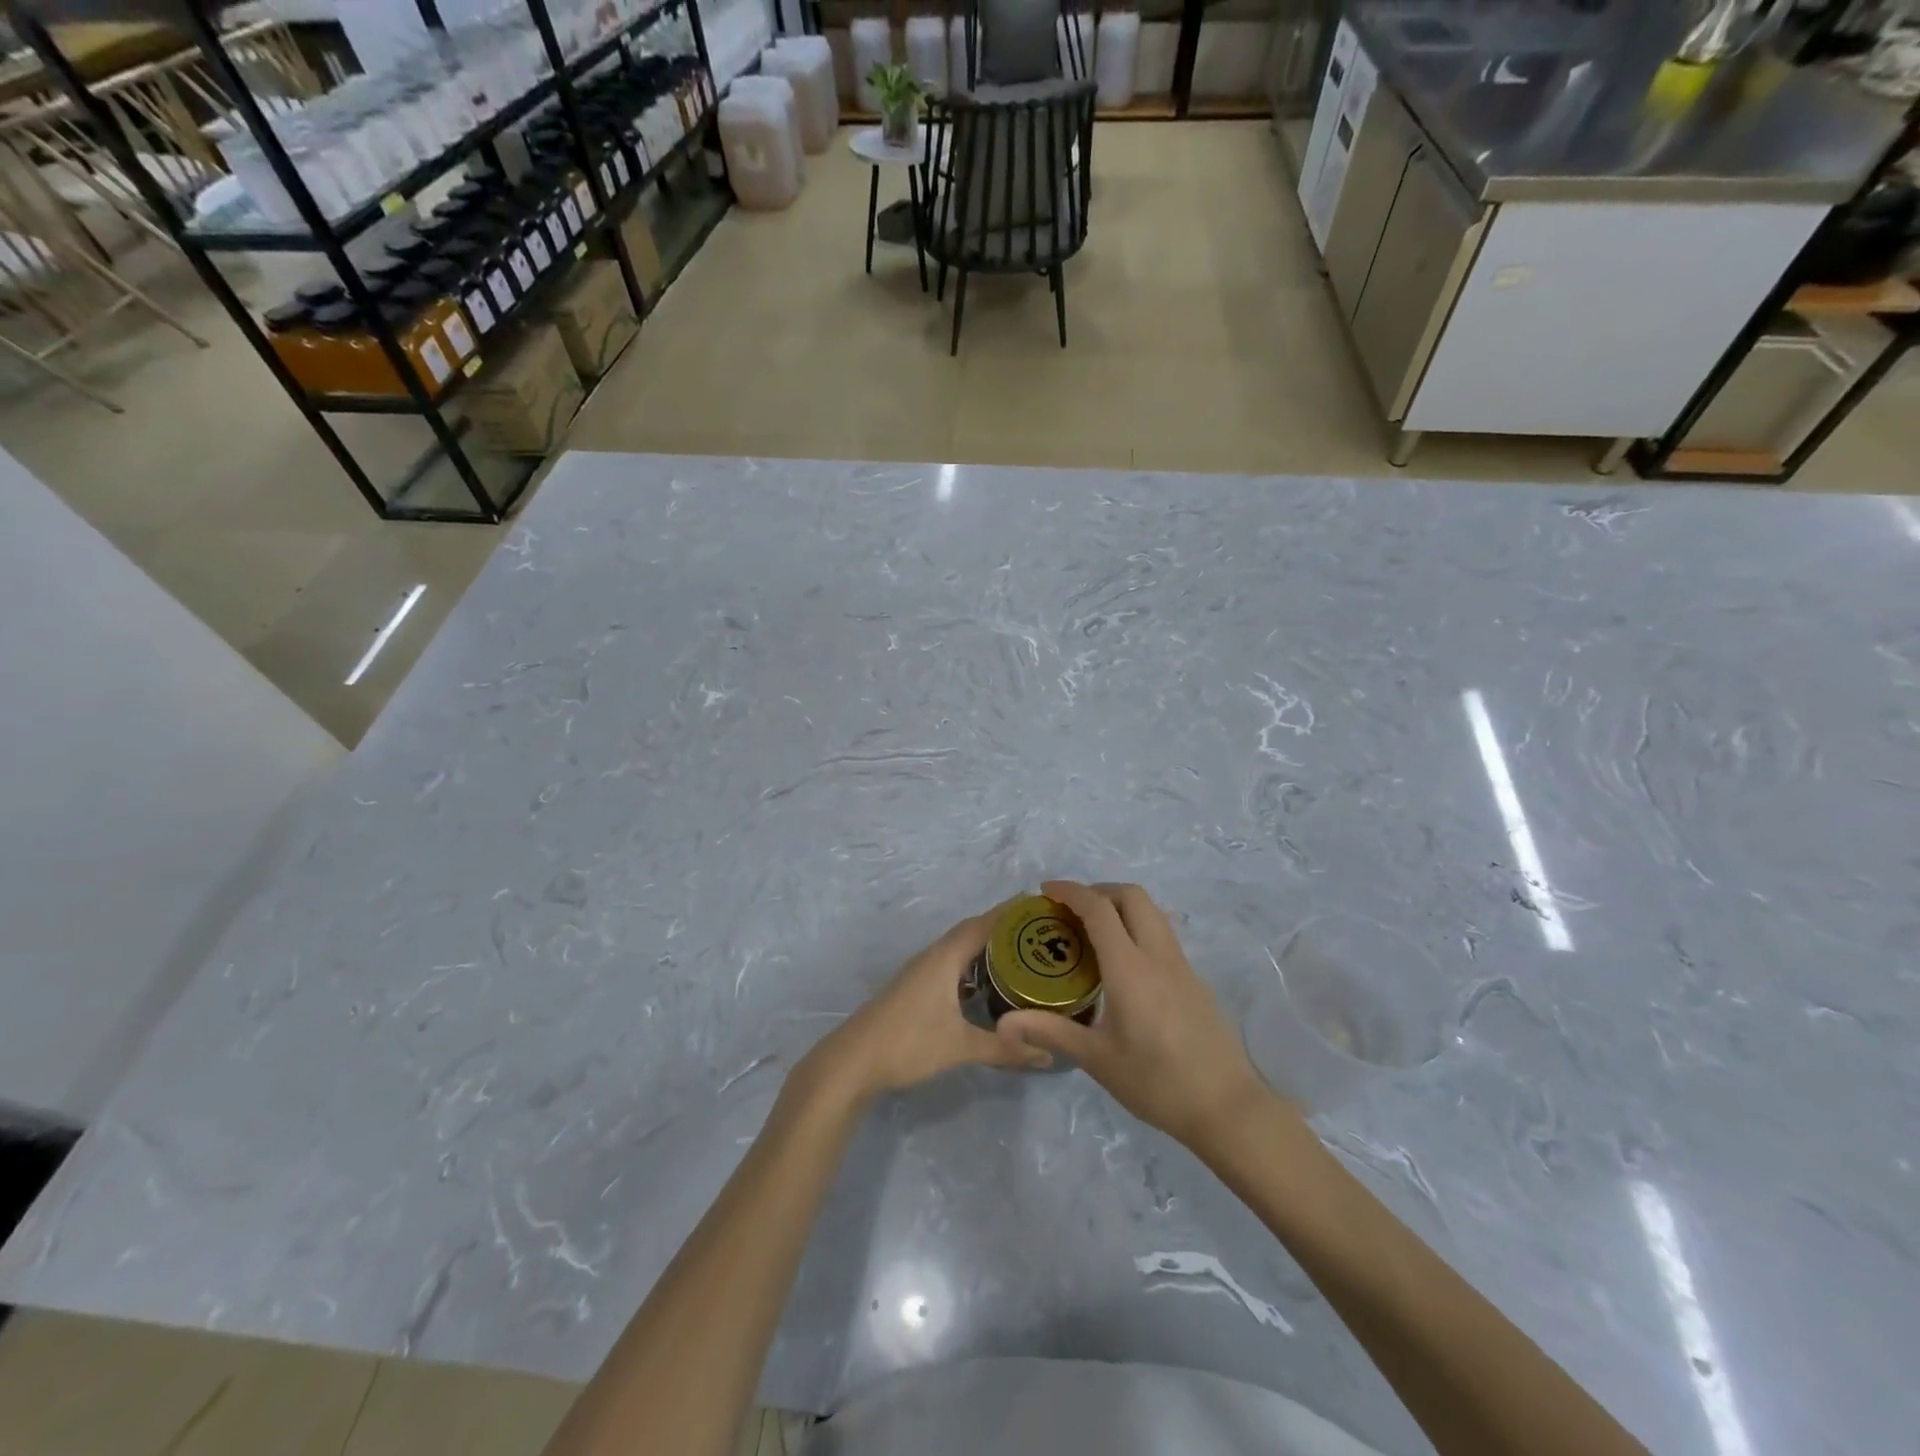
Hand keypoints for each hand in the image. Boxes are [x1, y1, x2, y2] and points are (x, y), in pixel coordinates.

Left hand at [801, 909, 1052, 1104]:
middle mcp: (933, 956)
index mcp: (944, 957)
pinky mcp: (916, 988)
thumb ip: (1003, 1049)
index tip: (1041, 905)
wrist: (854, 1061)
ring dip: (987, 948)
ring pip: (960, 949)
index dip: (1011, 913)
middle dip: (1004, 929)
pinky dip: (973, 966)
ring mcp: (922, 972)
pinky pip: (952, 964)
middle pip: (973, 932)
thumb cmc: (908, 1043)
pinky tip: (987, 984)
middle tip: (1040, 933)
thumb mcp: (960, 1046)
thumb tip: (1047, 1056)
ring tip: (1022, 955)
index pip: (983, 924)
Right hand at [996, 881, 1268, 1150]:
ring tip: (1094, 931)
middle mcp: (1158, 955)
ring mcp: (1182, 965)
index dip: (1071, 892)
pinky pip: (1162, 935)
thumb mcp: (1097, 1059)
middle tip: (1071, 909)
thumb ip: (1050, 1032)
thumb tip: (1002, 1024)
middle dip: (1099, 890)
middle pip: (1132, 896)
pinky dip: (1138, 928)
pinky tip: (1123, 964)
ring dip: (1122, 906)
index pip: (1099, 909)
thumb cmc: (1156, 1082)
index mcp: (1130, 967)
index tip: (1046, 890)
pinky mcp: (1195, 980)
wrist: (1227, 1107)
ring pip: (1152, 912)